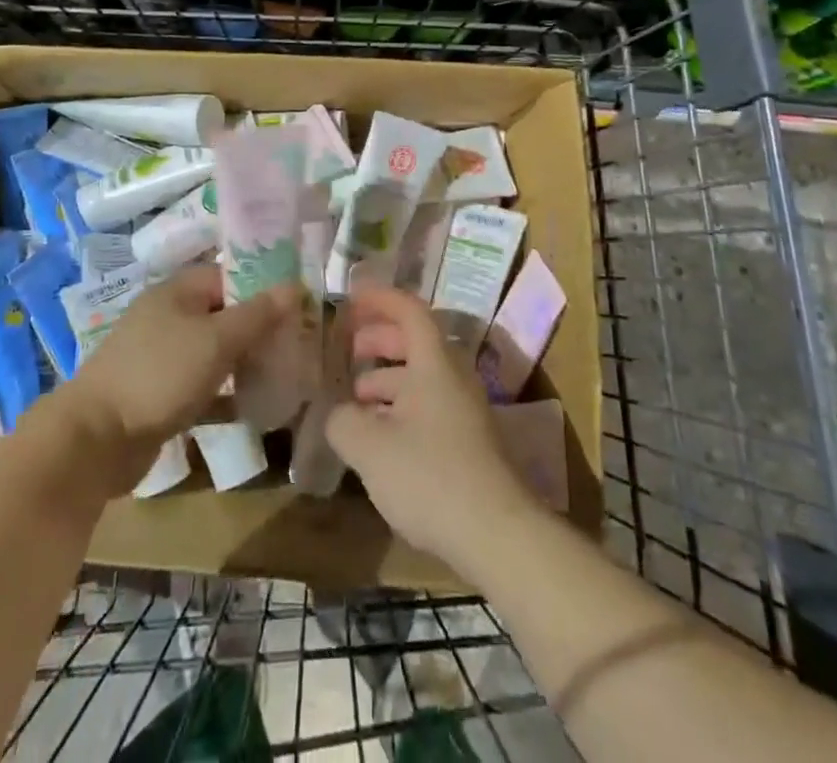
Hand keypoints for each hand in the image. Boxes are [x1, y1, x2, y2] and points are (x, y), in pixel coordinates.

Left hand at [50, 266, 297, 496]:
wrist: (95, 439)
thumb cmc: (160, 374)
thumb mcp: (216, 340)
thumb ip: (257, 314)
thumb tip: (295, 285)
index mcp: (177, 292)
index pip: (229, 275)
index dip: (263, 286)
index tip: (298, 306)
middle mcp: (168, 317)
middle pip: (223, 314)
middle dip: (258, 329)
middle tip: (296, 344)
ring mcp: (160, 357)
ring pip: (213, 352)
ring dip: (244, 362)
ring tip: (283, 375)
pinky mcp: (157, 394)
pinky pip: (200, 387)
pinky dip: (225, 395)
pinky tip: (255, 410)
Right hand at [324, 286, 539, 575]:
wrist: (498, 536)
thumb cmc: (430, 477)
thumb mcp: (370, 447)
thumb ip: (343, 421)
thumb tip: (338, 414)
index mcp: (434, 364)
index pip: (409, 310)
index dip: (379, 299)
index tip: (351, 299)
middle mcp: (453, 378)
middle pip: (415, 342)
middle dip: (379, 339)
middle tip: (348, 350)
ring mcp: (464, 411)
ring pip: (421, 378)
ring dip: (387, 378)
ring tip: (356, 399)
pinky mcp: (468, 444)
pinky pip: (429, 407)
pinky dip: (400, 407)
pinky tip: (379, 438)